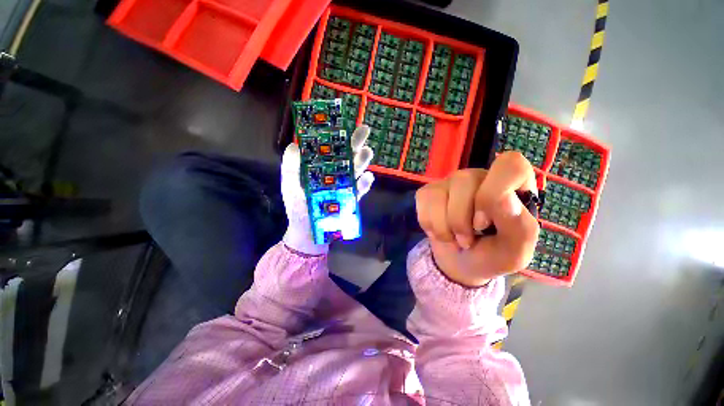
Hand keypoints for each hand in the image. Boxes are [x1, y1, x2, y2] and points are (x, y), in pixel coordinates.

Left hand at [281, 125, 374, 254]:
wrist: (308, 232)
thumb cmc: (298, 208)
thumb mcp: (290, 186)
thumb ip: (291, 168)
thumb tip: (294, 145)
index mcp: (320, 168)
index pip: (329, 149)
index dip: (335, 136)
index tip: (341, 122)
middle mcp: (334, 175)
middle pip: (346, 156)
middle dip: (355, 143)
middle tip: (364, 130)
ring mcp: (344, 187)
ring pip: (355, 171)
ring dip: (362, 161)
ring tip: (367, 151)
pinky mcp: (350, 200)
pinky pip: (359, 191)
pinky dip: (364, 185)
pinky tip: (368, 177)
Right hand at [415, 152, 538, 286]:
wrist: (461, 263)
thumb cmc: (492, 256)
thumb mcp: (515, 252)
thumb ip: (520, 226)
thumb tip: (504, 199)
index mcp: (512, 186)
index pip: (509, 164)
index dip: (492, 193)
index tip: (484, 223)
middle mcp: (480, 177)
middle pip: (464, 180)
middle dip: (460, 220)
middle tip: (467, 241)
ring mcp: (451, 183)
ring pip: (439, 193)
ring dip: (443, 227)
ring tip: (454, 239)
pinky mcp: (430, 191)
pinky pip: (423, 201)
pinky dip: (429, 224)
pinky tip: (439, 231)